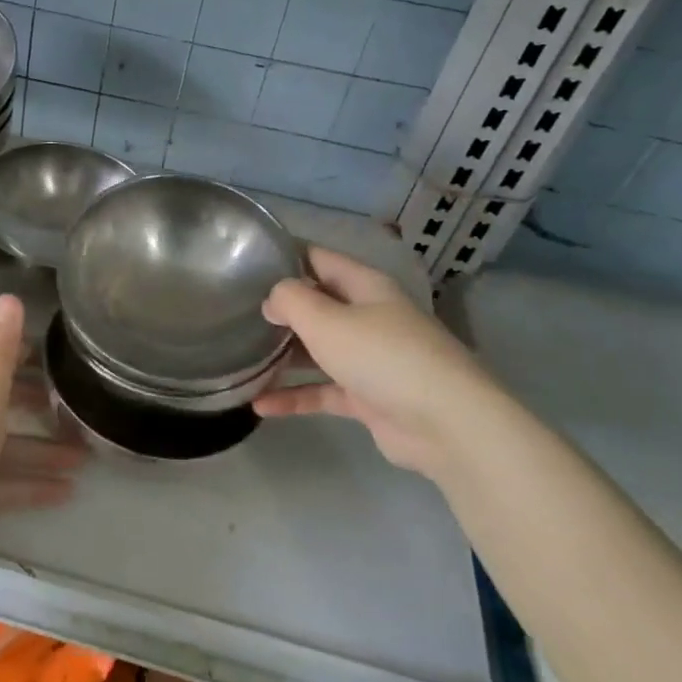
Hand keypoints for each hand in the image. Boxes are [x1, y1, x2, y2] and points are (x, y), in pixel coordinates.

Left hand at [0, 296, 83, 562]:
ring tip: (86, 458)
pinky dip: (30, 486)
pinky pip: (2, 486)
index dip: (20, 355)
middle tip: (79, 409)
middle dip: (38, 407)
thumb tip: (10, 297)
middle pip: (0, 405)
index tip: (58, 354)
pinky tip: (65, 494)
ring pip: (6, 449)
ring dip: (43, 451)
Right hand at [254, 246, 518, 480]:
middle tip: (235, 313)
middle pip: (317, 305)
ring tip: (241, 359)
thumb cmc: (382, 356)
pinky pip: (323, 391)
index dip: (284, 257)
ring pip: (318, 350)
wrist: (446, 424)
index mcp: (365, 286)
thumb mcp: (326, 319)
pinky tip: (260, 406)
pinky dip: (295, 397)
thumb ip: (290, 301)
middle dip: (279, 310)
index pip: (318, 259)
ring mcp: (370, 359)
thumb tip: (273, 299)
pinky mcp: (369, 398)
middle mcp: (368, 317)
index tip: (245, 262)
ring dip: (283, 356)